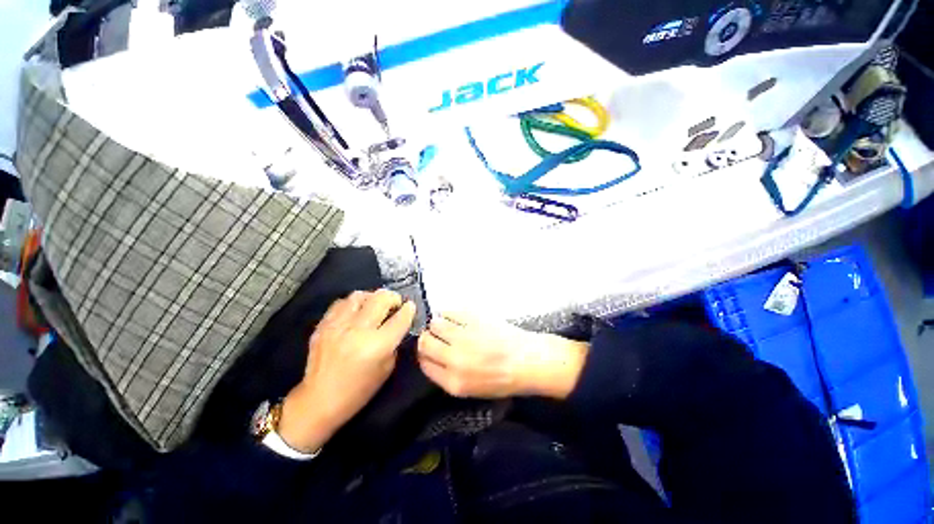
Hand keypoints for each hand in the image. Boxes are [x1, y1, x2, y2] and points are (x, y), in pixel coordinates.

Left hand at [278, 290, 415, 452]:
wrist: (319, 400)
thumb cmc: (359, 390)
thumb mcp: (387, 368)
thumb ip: (394, 342)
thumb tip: (397, 324)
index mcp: (377, 346)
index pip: (400, 318)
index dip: (409, 309)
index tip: (411, 306)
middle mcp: (358, 331)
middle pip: (381, 298)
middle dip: (393, 298)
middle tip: (395, 304)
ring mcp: (338, 326)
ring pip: (360, 295)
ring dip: (372, 298)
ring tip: (374, 305)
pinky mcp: (323, 325)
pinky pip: (341, 303)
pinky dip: (353, 304)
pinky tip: (356, 312)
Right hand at [416, 312, 587, 399]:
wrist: (528, 360)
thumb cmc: (502, 378)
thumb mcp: (471, 390)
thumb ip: (446, 376)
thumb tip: (431, 356)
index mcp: (454, 382)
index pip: (424, 364)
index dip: (423, 355)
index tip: (428, 350)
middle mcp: (455, 359)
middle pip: (425, 342)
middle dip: (427, 339)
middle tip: (437, 336)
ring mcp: (465, 336)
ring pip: (435, 324)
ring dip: (438, 324)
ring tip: (449, 326)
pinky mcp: (474, 318)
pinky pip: (450, 311)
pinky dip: (450, 314)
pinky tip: (458, 318)